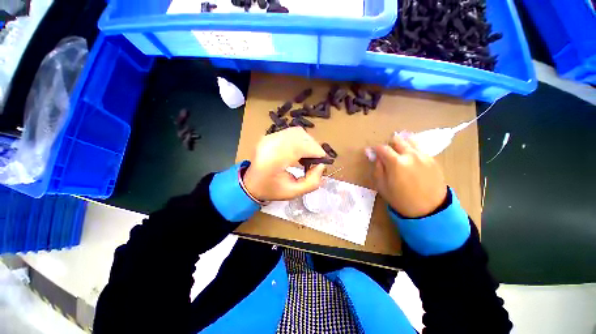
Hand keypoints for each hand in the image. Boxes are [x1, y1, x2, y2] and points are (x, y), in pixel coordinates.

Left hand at [243, 127, 326, 200]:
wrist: (250, 183)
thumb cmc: (271, 189)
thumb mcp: (294, 193)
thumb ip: (312, 182)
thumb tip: (321, 165)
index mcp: (274, 159)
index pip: (301, 146)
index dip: (316, 151)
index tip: (322, 161)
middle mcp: (270, 144)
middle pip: (300, 136)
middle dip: (313, 146)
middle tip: (316, 159)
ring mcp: (269, 137)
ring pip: (297, 132)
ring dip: (307, 142)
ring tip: (308, 155)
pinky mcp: (269, 135)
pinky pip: (290, 132)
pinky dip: (300, 139)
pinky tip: (299, 150)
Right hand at [372, 132, 447, 217]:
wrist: (429, 209)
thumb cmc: (400, 199)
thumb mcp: (381, 185)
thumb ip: (377, 168)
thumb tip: (376, 156)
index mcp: (396, 162)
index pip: (382, 148)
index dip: (375, 149)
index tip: (373, 153)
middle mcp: (410, 155)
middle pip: (397, 140)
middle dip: (389, 144)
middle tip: (387, 154)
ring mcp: (424, 156)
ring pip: (410, 141)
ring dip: (402, 145)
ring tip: (400, 155)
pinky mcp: (433, 160)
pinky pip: (420, 149)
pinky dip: (412, 151)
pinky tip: (411, 162)